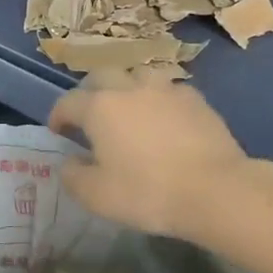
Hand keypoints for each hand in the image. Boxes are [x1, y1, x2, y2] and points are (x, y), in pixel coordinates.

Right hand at [48, 75, 250, 238]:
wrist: (214, 189)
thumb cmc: (148, 193)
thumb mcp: (97, 196)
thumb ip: (74, 176)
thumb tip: (69, 161)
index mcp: (101, 107)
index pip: (68, 102)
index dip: (58, 116)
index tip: (58, 131)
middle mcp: (131, 88)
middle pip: (103, 77)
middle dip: (90, 92)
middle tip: (90, 115)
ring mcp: (167, 90)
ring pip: (138, 77)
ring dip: (127, 89)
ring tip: (129, 111)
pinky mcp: (196, 100)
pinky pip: (169, 91)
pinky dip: (158, 100)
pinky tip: (164, 119)